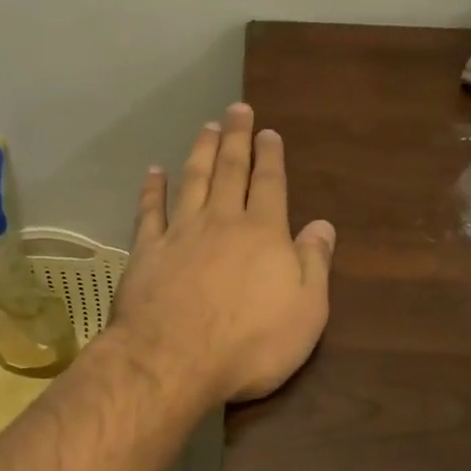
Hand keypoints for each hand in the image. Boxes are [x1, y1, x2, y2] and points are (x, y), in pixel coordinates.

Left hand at [109, 103, 335, 406]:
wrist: (173, 361)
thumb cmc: (250, 343)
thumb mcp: (306, 311)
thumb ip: (315, 263)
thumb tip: (324, 224)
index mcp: (263, 233)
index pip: (270, 184)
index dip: (270, 156)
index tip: (268, 132)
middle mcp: (221, 221)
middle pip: (230, 170)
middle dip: (236, 138)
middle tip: (237, 109)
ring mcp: (180, 233)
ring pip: (192, 180)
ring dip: (200, 152)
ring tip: (206, 127)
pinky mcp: (147, 251)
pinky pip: (150, 211)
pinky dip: (152, 189)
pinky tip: (154, 172)